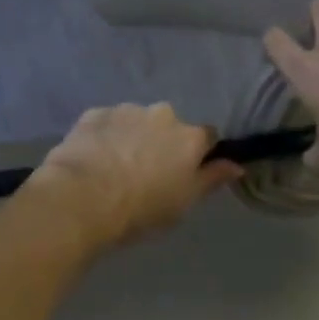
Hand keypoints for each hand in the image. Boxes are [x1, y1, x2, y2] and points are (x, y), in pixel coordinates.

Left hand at [26, 104, 241, 250]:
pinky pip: (106, 122)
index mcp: (189, 137)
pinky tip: (93, 159)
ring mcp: (125, 110)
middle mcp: (162, 114)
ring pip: (136, 121)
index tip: (185, 172)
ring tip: (114, 166)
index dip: (198, 154)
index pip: (207, 137)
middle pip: (169, 126)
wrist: (82, 199)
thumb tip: (237, 164)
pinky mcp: (93, 114)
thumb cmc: (140, 209)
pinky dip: (105, 136)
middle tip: (145, 172)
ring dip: (132, 137)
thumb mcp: (184, 202)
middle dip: (161, 142)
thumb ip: (211, 179)